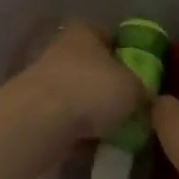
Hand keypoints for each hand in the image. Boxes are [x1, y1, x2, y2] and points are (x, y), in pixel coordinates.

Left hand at [15, 23, 144, 146]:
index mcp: (84, 32)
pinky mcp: (31, 109)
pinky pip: (62, 118)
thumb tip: (146, 99)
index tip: (140, 76)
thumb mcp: (134, 89)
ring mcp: (42, 79)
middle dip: (107, 86)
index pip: (109, 36)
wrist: (38, 121)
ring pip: (75, 94)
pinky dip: (75, 130)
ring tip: (112, 132)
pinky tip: (90, 146)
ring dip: (90, 110)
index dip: (126, 55)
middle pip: (91, 66)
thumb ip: (143, 91)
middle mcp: (60, 49)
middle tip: (128, 108)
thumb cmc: (91, 90)